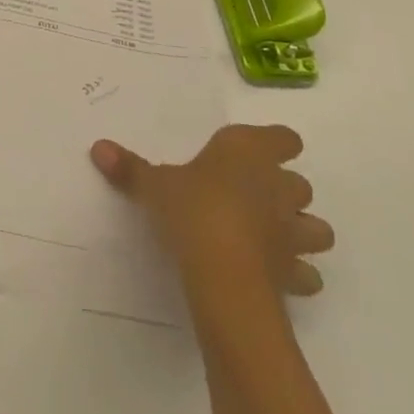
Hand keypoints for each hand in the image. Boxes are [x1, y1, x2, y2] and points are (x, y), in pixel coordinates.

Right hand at [91, 125, 334, 299]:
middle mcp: (277, 186)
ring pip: (317, 227)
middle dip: (284, 189)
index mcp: (247, 152)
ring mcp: (292, 231)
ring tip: (274, 235)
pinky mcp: (295, 273)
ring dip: (302, 230)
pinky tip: (276, 275)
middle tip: (253, 195)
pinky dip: (297, 273)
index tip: (257, 151)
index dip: (275, 143)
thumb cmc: (191, 209)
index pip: (283, 137)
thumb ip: (130, 167)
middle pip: (300, 182)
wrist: (224, 274)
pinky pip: (307, 273)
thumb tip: (97, 147)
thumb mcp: (153, 184)